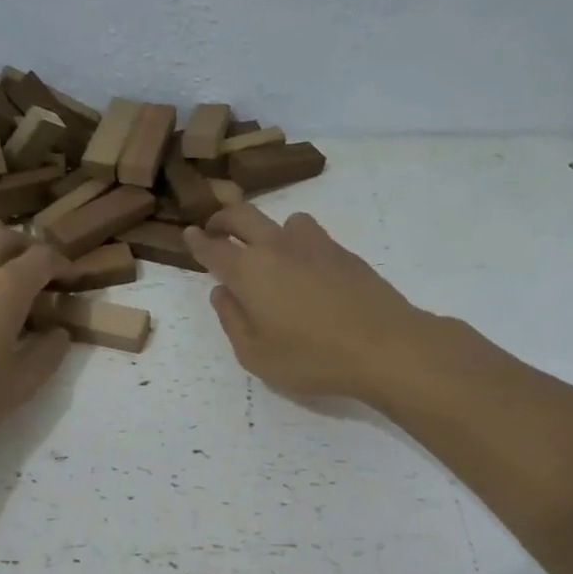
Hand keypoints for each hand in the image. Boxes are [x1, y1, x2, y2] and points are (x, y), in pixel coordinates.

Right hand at [184, 205, 433, 403]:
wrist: (383, 345)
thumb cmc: (311, 358)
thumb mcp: (256, 355)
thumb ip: (233, 321)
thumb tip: (221, 293)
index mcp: (249, 271)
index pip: (214, 248)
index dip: (198, 241)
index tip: (189, 235)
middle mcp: (277, 247)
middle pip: (243, 216)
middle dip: (223, 219)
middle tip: (215, 229)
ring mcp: (314, 245)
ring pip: (283, 220)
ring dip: (268, 228)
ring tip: (269, 252)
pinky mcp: (344, 252)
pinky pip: (312, 235)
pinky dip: (298, 243)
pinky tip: (306, 269)